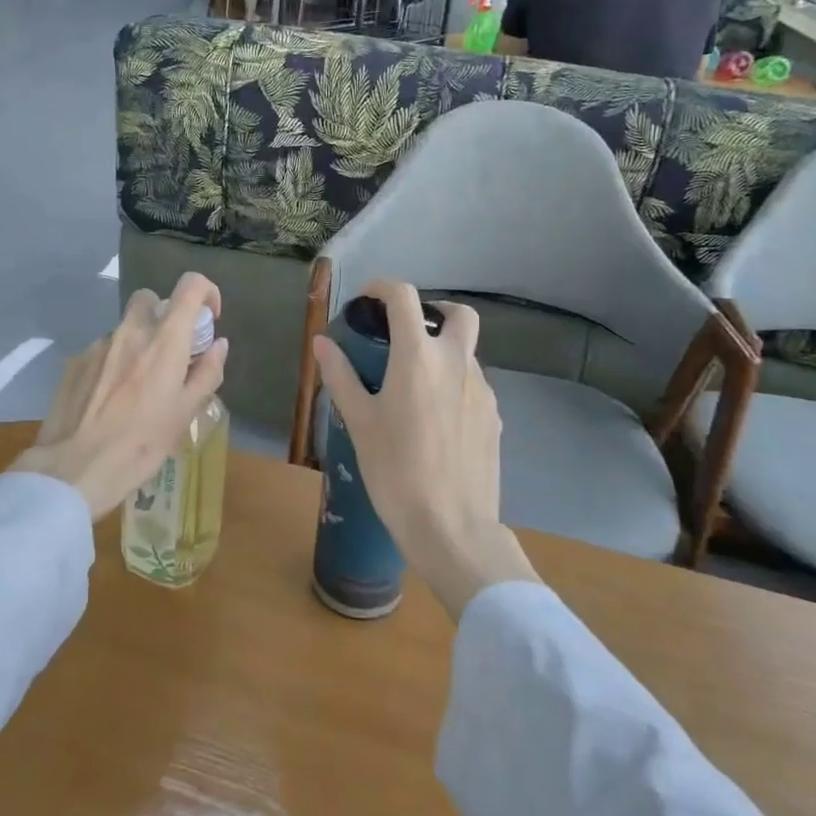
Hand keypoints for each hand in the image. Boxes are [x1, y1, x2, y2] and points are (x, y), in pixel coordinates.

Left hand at [12, 273, 228, 520]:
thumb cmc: (140, 444)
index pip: (190, 286)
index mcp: (165, 340)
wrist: (73, 468)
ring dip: (136, 344)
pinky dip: (112, 363)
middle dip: (164, 315)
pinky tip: (108, 400)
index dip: (206, 292)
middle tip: (169, 352)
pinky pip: (102, 350)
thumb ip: (207, 373)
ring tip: (136, 388)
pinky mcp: (74, 361)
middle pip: (150, 298)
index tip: (208, 319)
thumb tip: (219, 345)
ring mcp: (98, 344)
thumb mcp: (185, 414)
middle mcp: (130, 331)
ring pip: (124, 328)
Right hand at [312, 281, 537, 619]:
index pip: (404, 297)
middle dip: (433, 311)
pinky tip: (435, 420)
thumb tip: (321, 342)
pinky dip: (453, 384)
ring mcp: (482, 390)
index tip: (367, 299)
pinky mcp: (494, 417)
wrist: (451, 527)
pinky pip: (473, 385)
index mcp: (418, 357)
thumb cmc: (395, 471)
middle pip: (458, 313)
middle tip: (406, 335)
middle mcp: (457, 362)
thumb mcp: (360, 421)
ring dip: (442, 353)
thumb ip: (340, 375)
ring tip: (413, 388)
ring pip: (466, 352)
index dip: (383, 287)